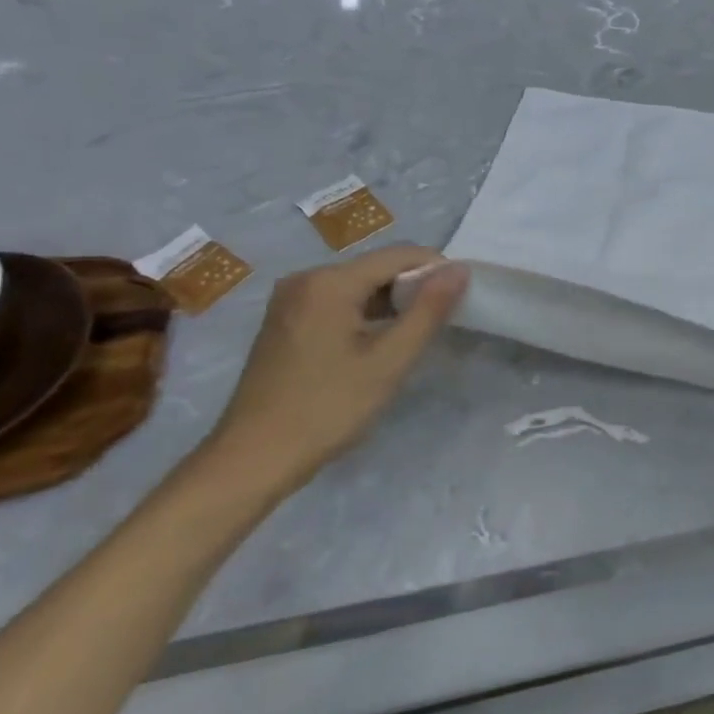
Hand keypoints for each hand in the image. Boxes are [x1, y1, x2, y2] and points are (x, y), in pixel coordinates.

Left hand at [199, 245, 467, 495]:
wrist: (252, 459)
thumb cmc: (327, 409)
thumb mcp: (389, 362)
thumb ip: (428, 311)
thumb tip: (459, 269)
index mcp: (329, 281)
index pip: (399, 255)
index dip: (436, 270)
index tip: (461, 299)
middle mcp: (306, 278)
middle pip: (376, 267)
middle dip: (413, 288)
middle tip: (440, 323)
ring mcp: (290, 300)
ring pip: (357, 286)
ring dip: (390, 304)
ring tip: (413, 336)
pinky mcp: (284, 321)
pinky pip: (336, 302)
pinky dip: (364, 315)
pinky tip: (377, 345)